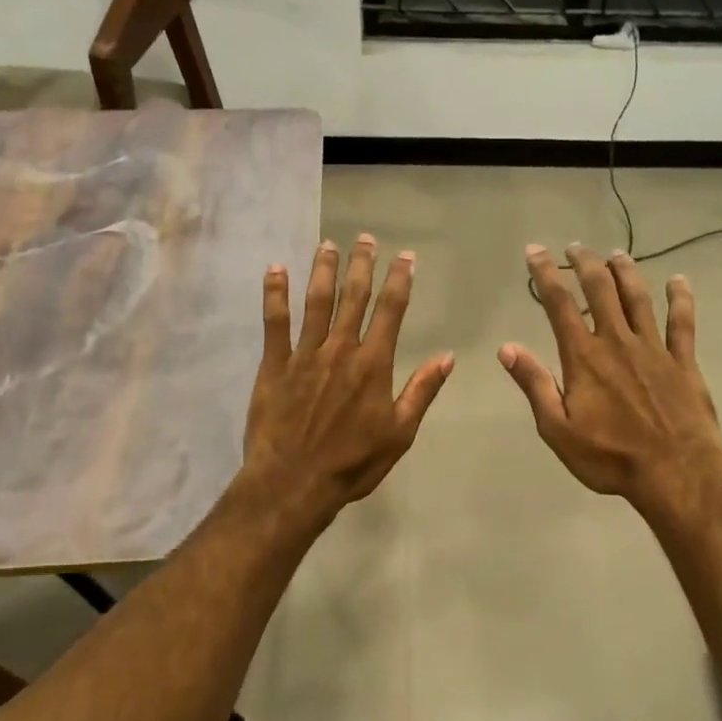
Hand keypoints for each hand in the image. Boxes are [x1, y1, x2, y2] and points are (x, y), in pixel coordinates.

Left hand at [242, 234, 453, 522]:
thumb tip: (448, 357)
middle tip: (365, 238)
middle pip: (354, 297)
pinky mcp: (274, 365)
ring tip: (328, 245)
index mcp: (374, 364)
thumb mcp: (400, 433)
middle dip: (362, 265)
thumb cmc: (353, 463)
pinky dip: (274, 294)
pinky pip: (274, 323)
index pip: (391, 311)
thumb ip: (422, 391)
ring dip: (323, 270)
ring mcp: (304, 354)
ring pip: (316, 302)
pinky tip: (275, 270)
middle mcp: (341, 349)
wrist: (295, 482)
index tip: (405, 257)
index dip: (400, 280)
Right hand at [500, 244, 721, 519]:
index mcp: (584, 357)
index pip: (559, 305)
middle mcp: (618, 342)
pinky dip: (680, 299)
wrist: (675, 472)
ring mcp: (654, 349)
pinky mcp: (683, 362)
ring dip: (626, 272)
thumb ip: (534, 384)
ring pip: (638, 299)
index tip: (535, 251)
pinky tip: (678, 281)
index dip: (545, 275)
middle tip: (576, 247)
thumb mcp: (557, 429)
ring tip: (615, 254)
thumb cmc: (609, 456)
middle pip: (600, 290)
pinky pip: (682, 323)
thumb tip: (507, 348)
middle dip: (585, 264)